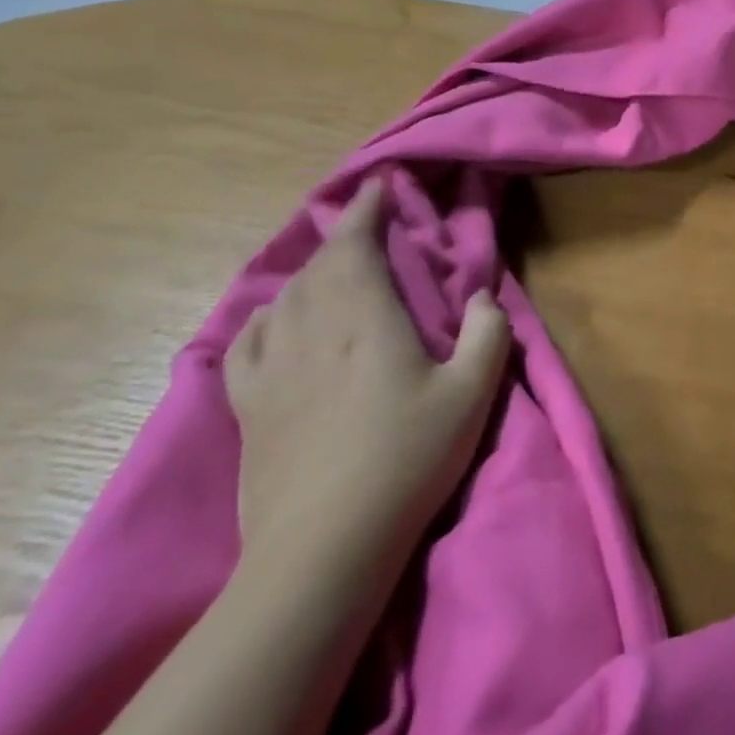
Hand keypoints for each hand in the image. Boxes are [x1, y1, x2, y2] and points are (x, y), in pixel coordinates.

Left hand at [225, 179, 511, 575]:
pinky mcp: (246, 405)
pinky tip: (276, 321)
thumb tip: (482, 295)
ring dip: (310, 272)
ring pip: (284, 296)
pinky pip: (248, 340)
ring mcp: (271, 367)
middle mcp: (311, 328)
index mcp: (365, 317)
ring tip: (331, 271)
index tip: (378, 187)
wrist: (322, 548)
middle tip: (366, 227)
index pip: (355, 244)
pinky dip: (266, 316)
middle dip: (343, 236)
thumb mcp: (473, 393)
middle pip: (319, 265)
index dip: (366, 210)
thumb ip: (488, 332)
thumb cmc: (407, 459)